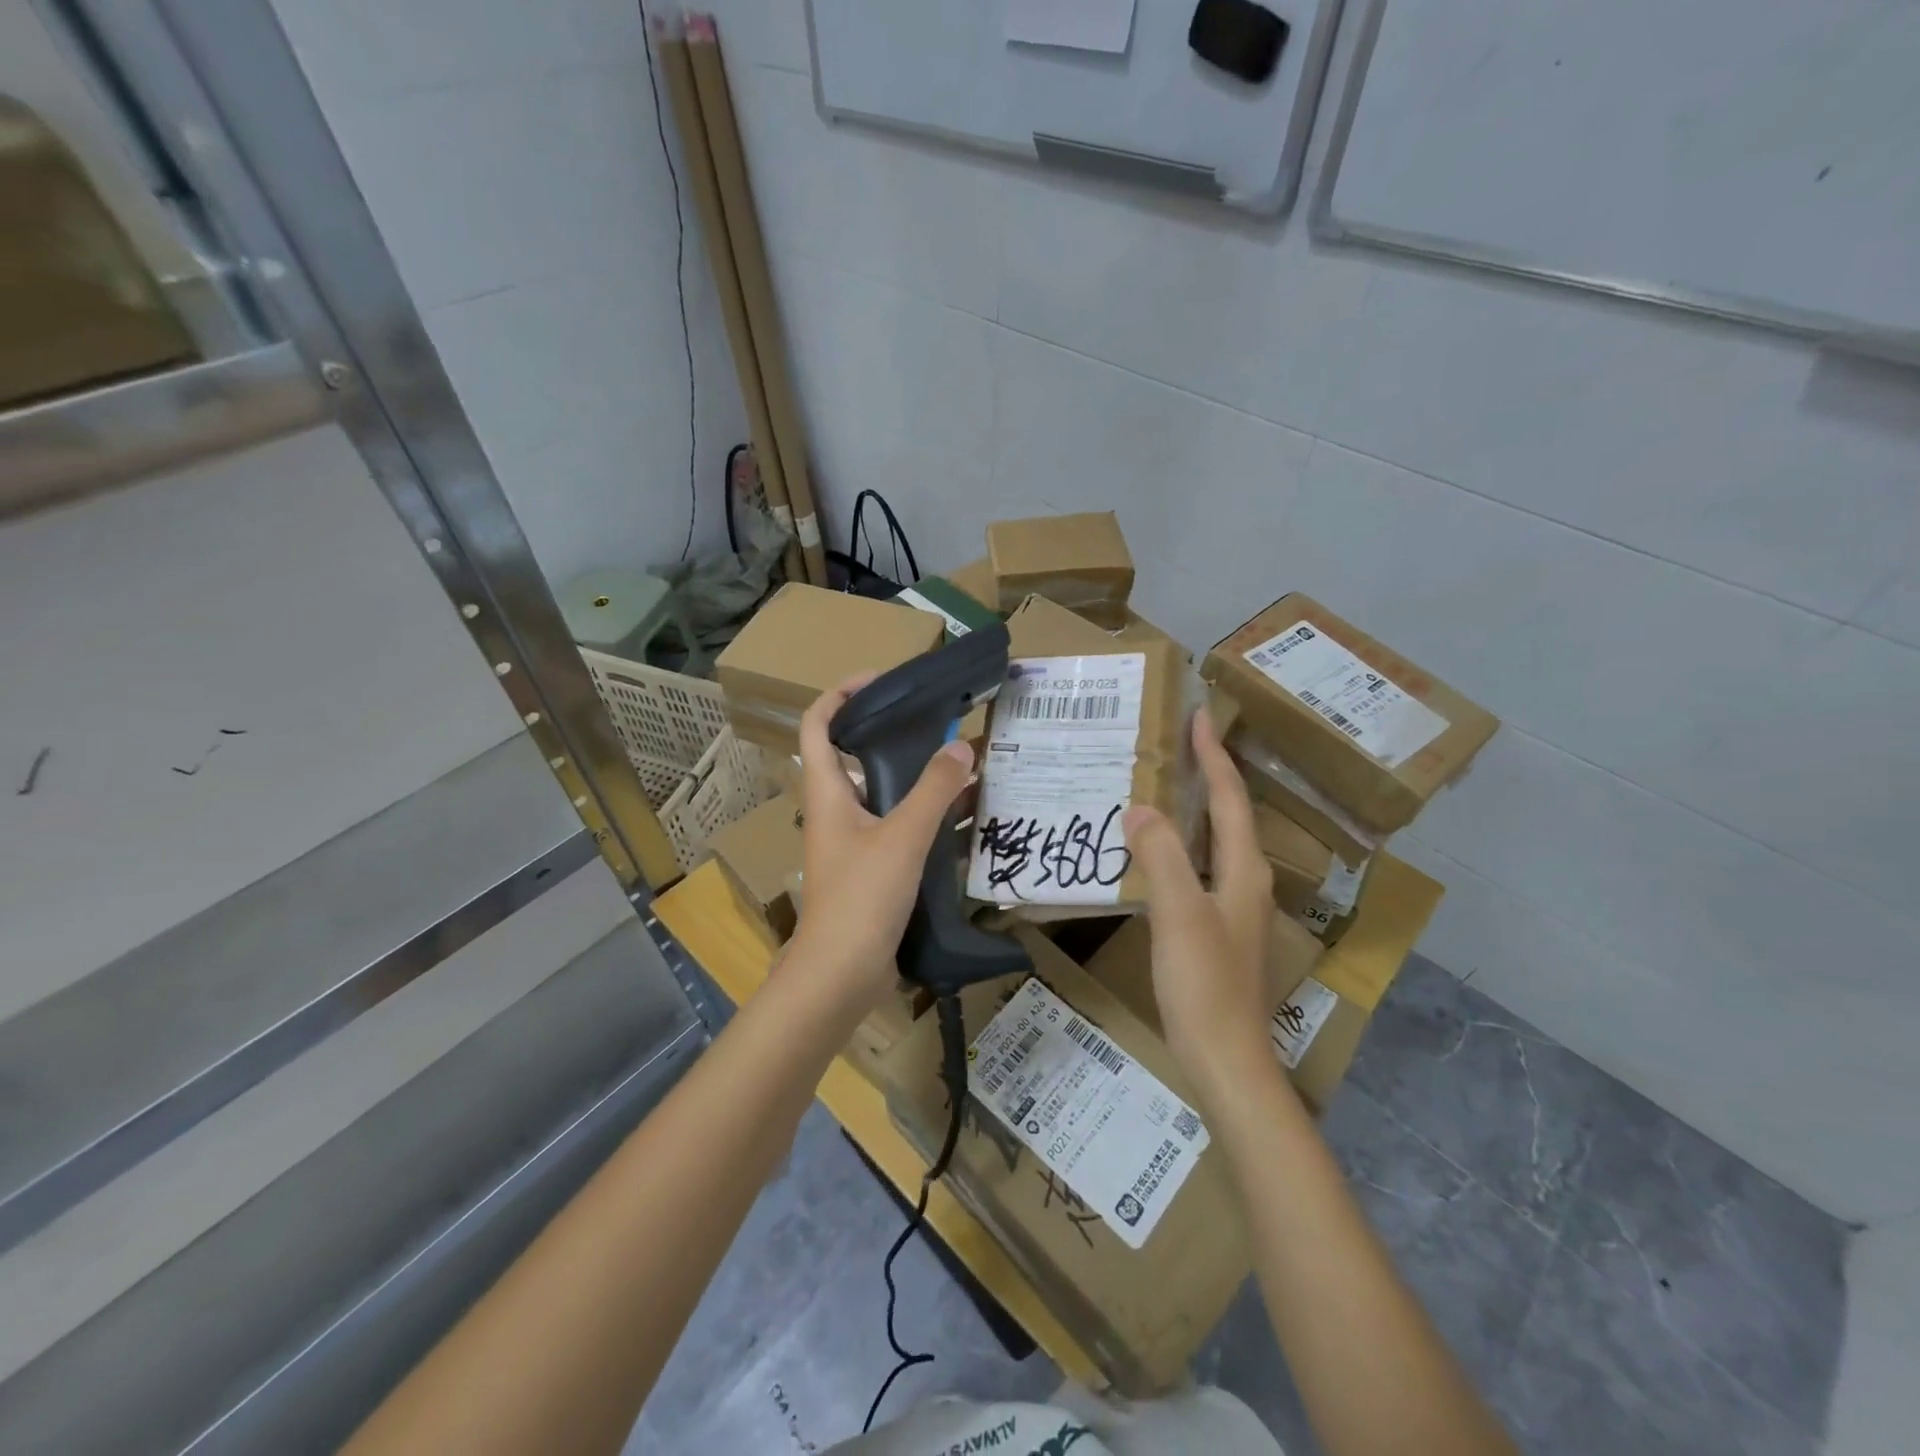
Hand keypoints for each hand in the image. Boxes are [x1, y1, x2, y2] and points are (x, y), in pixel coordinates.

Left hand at [787, 673, 974, 1008]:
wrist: (840, 976)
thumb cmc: (861, 898)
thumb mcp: (902, 837)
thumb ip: (933, 790)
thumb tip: (961, 746)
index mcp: (827, 792)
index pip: (818, 724)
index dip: (841, 694)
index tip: (881, 681)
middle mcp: (834, 810)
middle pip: (854, 756)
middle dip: (891, 735)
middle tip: (936, 724)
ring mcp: (850, 843)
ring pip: (881, 795)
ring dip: (914, 779)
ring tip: (957, 765)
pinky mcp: (869, 870)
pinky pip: (897, 829)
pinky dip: (923, 817)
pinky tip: (959, 818)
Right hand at [1122, 709, 1275, 1106]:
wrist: (1224, 1060)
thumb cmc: (1204, 985)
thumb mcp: (1178, 914)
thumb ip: (1161, 856)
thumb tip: (1140, 807)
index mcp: (1244, 871)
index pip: (1230, 799)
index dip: (1214, 757)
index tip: (1200, 716)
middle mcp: (1246, 882)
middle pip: (1230, 816)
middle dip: (1208, 775)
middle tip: (1177, 743)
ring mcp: (1234, 909)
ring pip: (1214, 843)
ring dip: (1194, 809)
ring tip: (1162, 785)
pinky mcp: (1217, 931)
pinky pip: (1198, 869)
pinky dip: (1180, 845)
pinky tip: (1154, 852)